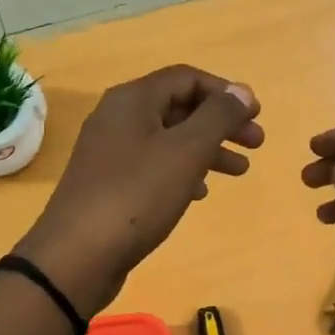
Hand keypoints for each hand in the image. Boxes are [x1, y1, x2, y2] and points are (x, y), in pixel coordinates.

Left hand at [15, 66, 262, 315]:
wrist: (77, 255)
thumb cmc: (137, 195)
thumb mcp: (186, 151)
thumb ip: (218, 117)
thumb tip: (242, 91)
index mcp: (133, 99)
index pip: (187, 78)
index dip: (225, 92)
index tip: (256, 115)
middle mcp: (118, 117)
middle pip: (179, 107)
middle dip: (221, 123)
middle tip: (256, 144)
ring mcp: (110, 151)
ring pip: (169, 138)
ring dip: (207, 149)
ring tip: (240, 171)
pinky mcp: (108, 183)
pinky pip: (153, 164)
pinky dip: (182, 171)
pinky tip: (200, 192)